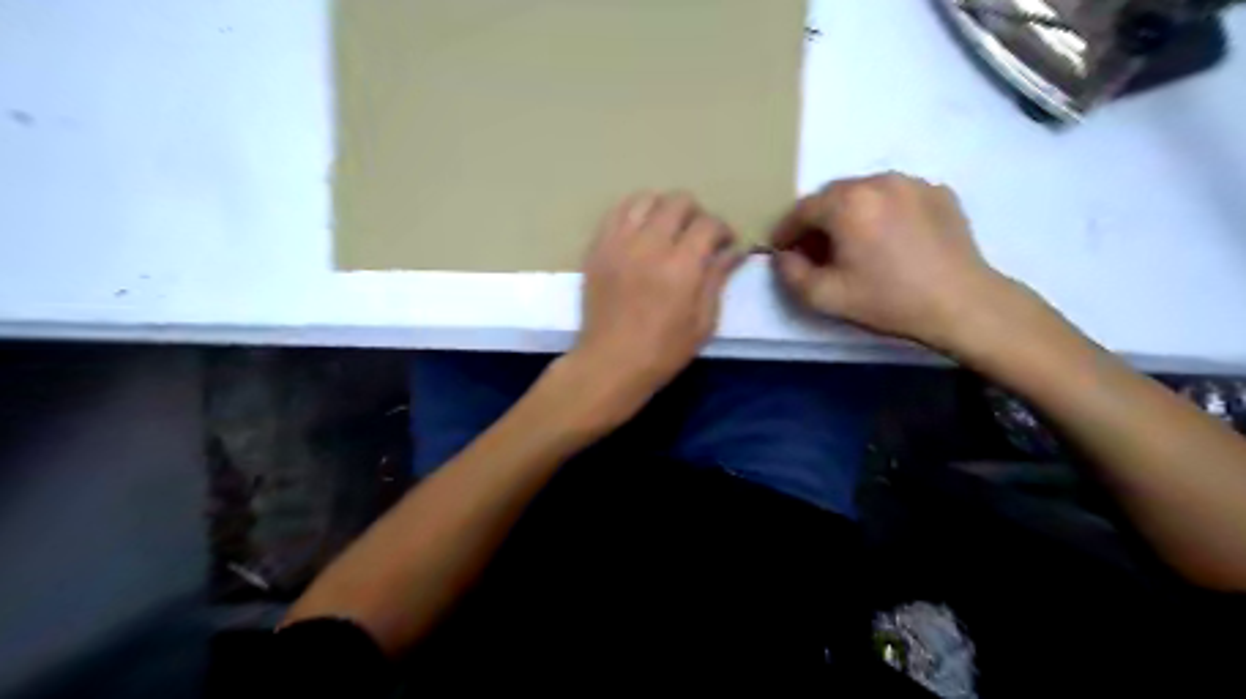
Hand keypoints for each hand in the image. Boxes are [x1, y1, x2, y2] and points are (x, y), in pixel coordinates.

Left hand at [568, 191, 744, 415]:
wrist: (610, 363)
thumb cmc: (663, 351)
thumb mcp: (703, 323)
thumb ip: (717, 280)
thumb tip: (735, 250)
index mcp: (682, 267)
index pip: (708, 223)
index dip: (723, 229)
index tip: (725, 244)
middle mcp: (650, 245)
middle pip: (678, 201)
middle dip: (696, 214)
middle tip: (697, 237)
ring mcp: (619, 244)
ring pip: (646, 198)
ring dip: (664, 208)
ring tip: (667, 230)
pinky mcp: (598, 248)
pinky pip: (616, 212)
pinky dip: (633, 212)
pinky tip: (640, 230)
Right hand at [770, 171, 1021, 351]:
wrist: (962, 304)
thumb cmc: (888, 300)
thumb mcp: (826, 297)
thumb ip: (790, 274)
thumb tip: (784, 255)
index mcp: (847, 203)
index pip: (802, 209)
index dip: (786, 230)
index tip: (781, 250)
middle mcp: (878, 181)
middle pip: (832, 196)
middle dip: (817, 220)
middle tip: (815, 249)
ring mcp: (912, 182)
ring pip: (864, 192)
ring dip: (849, 213)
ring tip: (853, 242)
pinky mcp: (938, 192)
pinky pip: (895, 195)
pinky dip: (882, 211)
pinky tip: (888, 238)